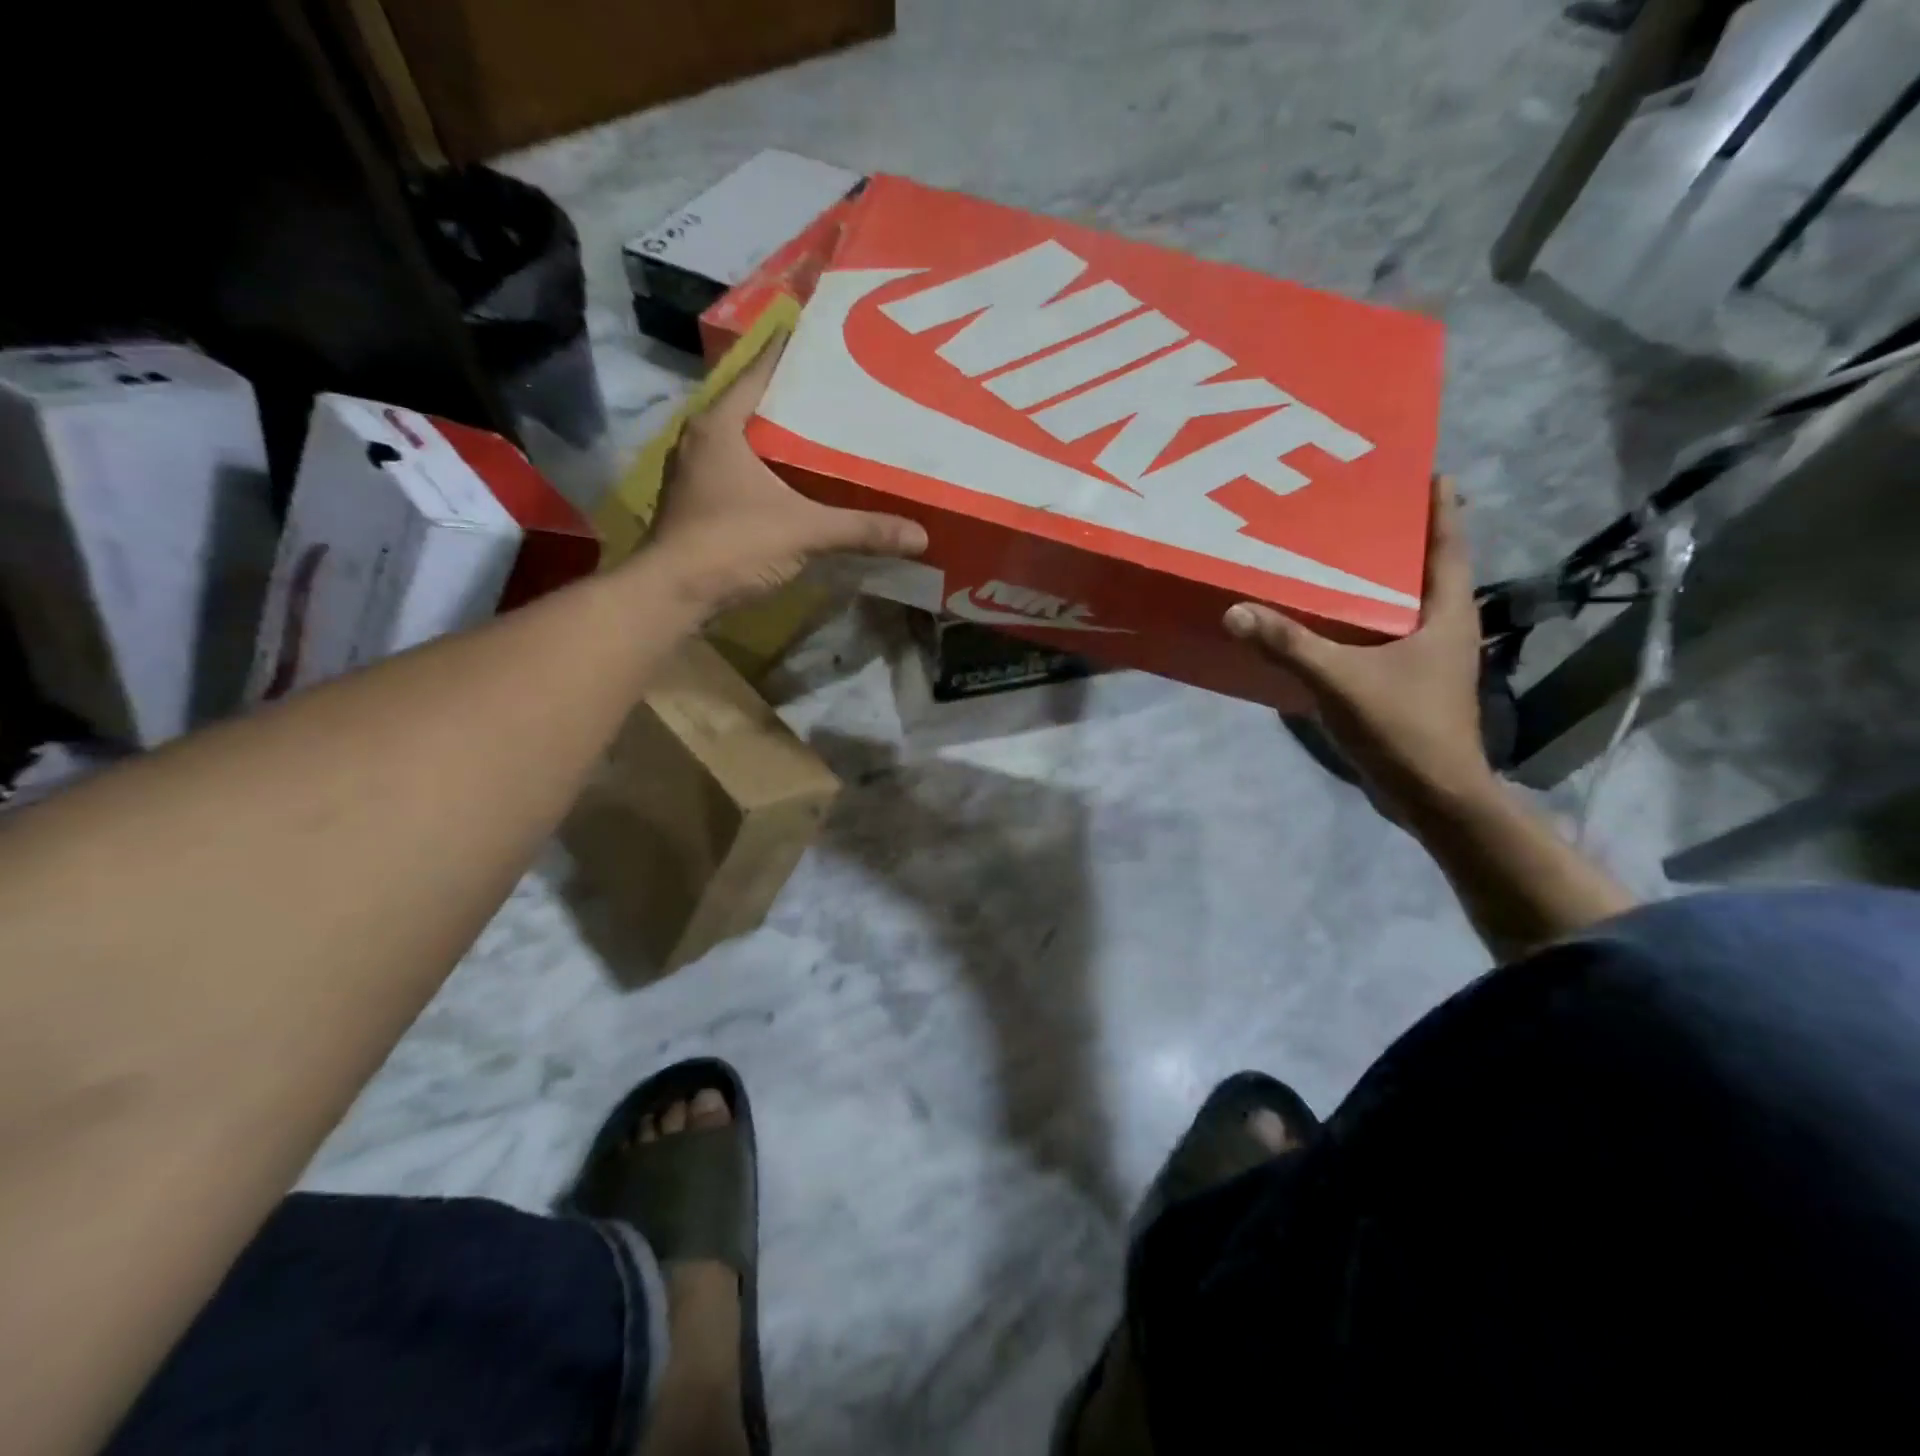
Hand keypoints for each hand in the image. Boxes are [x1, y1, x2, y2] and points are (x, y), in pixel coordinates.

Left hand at [642, 338, 927, 612]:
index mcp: (722, 423)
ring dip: (786, 439)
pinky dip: (773, 472)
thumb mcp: (804, 532)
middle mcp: (704, 437)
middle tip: (850, 395)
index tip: (839, 346)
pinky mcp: (701, 502)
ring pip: (751, 441)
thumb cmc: (732, 545)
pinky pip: (744, 471)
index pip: (764, 368)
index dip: (801, 354)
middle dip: (802, 401)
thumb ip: (862, 530)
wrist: (673, 596)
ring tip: (835, 436)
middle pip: (760, 404)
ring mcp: (698, 471)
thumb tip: (921, 536)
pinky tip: (804, 483)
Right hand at [1223, 476, 1493, 813]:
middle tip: (1359, 508)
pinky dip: (1361, 621)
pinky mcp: (1409, 684)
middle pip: (1425, 570)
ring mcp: (1429, 659)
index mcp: (1447, 614)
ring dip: (1378, 581)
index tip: (1426, 470)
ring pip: (1403, 606)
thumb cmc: (1403, 728)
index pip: (1448, 545)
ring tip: (1338, 556)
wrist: (1432, 796)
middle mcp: (1445, 628)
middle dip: (1399, 538)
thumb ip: (1288, 645)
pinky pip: (1384, 637)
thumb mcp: (1340, 680)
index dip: (1440, 507)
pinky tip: (1327, 620)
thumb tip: (1236, 611)